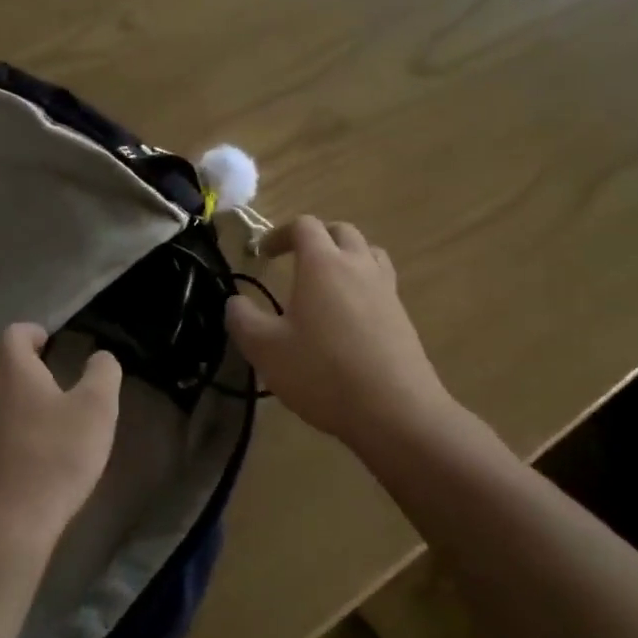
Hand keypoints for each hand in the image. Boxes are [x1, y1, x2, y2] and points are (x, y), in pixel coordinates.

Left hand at [0, 323, 121, 547]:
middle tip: (44, 369)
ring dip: (6, 389)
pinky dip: (0, 418)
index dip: (34, 333)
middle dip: (16, 358)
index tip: (52, 343)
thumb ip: (103, 373)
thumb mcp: (96, 409)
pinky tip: (23, 438)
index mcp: (11, 367)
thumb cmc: (57, 455)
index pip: (15, 333)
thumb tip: (101, 357)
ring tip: (36, 404)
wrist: (11, 520)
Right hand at [226, 217, 454, 448]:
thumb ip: (242, 319)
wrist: (395, 411)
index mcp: (322, 264)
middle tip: (295, 261)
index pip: (304, 225)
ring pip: (368, 252)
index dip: (279, 233)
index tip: (263, 255)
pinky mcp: (402, 317)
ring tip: (327, 281)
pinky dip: (362, 284)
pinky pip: (381, 283)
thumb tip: (235, 302)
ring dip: (345, 256)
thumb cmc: (322, 372)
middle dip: (315, 238)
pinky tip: (348, 316)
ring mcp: (386, 290)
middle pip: (341, 231)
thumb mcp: (265, 349)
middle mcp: (358, 266)